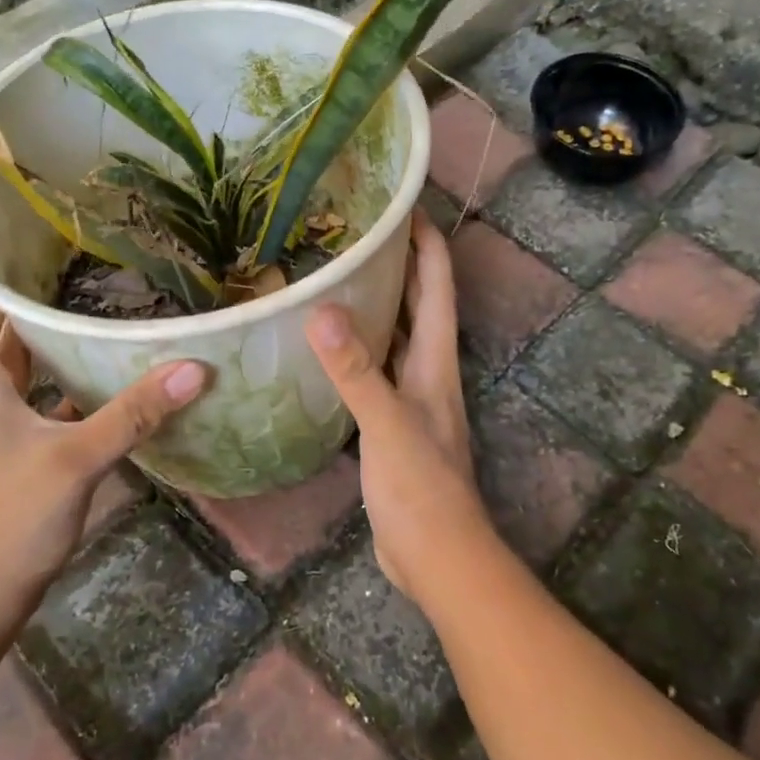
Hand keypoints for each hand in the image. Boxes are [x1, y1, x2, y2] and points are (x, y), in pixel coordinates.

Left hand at [0, 234, 205, 639]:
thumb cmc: (8, 524)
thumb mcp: (75, 464)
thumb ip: (132, 414)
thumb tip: (194, 368)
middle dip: (6, 279)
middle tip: (61, 252)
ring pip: (5, 349)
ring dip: (35, 319)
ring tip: (89, 289)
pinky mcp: (14, 437)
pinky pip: (32, 381)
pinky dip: (58, 361)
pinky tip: (102, 360)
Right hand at [304, 210, 493, 601]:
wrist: (437, 556)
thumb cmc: (421, 487)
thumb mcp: (387, 423)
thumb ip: (356, 370)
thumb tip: (322, 310)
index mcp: (436, 360)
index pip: (436, 285)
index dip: (427, 242)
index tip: (403, 204)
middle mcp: (428, 371)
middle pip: (418, 304)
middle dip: (398, 264)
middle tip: (357, 231)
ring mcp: (412, 398)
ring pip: (395, 337)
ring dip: (376, 305)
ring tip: (337, 276)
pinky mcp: (392, 424)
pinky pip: (375, 371)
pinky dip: (356, 350)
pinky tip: (326, 347)